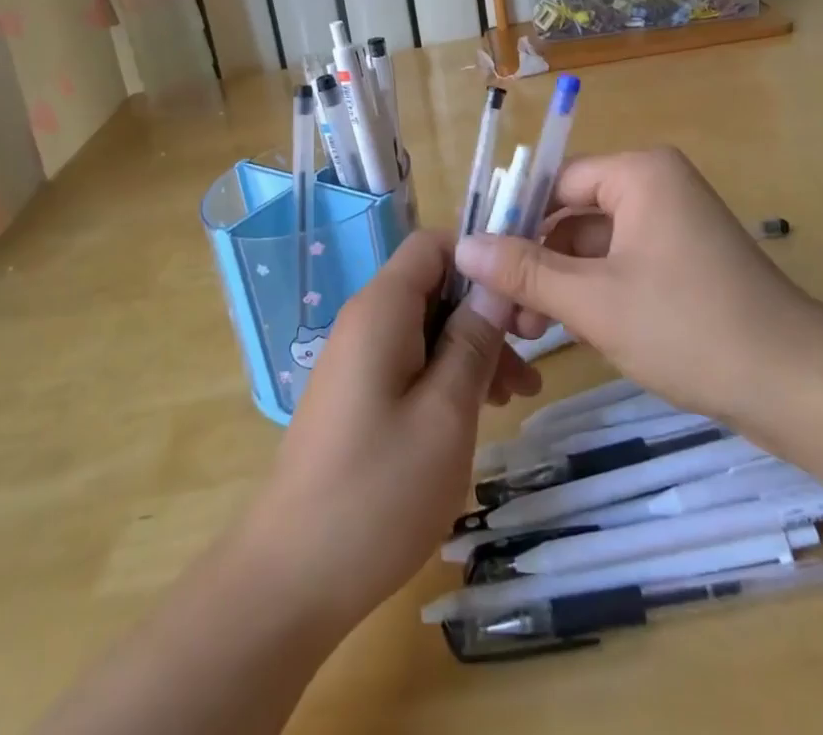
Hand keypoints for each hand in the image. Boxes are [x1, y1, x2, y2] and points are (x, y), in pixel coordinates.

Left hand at [237, 230, 540, 632]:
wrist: (291, 577)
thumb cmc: (378, 491)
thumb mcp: (446, 413)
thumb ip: (473, 341)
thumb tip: (495, 285)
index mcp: (381, 309)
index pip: (433, 244)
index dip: (481, 259)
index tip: (521, 302)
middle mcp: (364, 321)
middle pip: (434, 287)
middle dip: (485, 312)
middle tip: (531, 360)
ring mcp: (357, 360)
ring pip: (427, 327)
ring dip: (473, 349)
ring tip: (516, 398)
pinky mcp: (357, 395)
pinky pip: (410, 361)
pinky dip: (447, 375)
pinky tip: (478, 413)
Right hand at [453, 147, 820, 423]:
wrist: (798, 387)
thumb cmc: (688, 327)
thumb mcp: (595, 300)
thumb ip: (525, 271)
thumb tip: (464, 246)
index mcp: (640, 173)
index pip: (557, 183)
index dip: (515, 222)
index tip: (481, 266)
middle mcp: (657, 187)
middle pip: (575, 215)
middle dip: (537, 263)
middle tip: (506, 314)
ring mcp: (674, 226)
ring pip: (596, 246)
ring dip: (562, 284)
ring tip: (530, 332)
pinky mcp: (685, 263)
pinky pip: (623, 265)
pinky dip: (595, 294)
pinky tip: (571, 332)